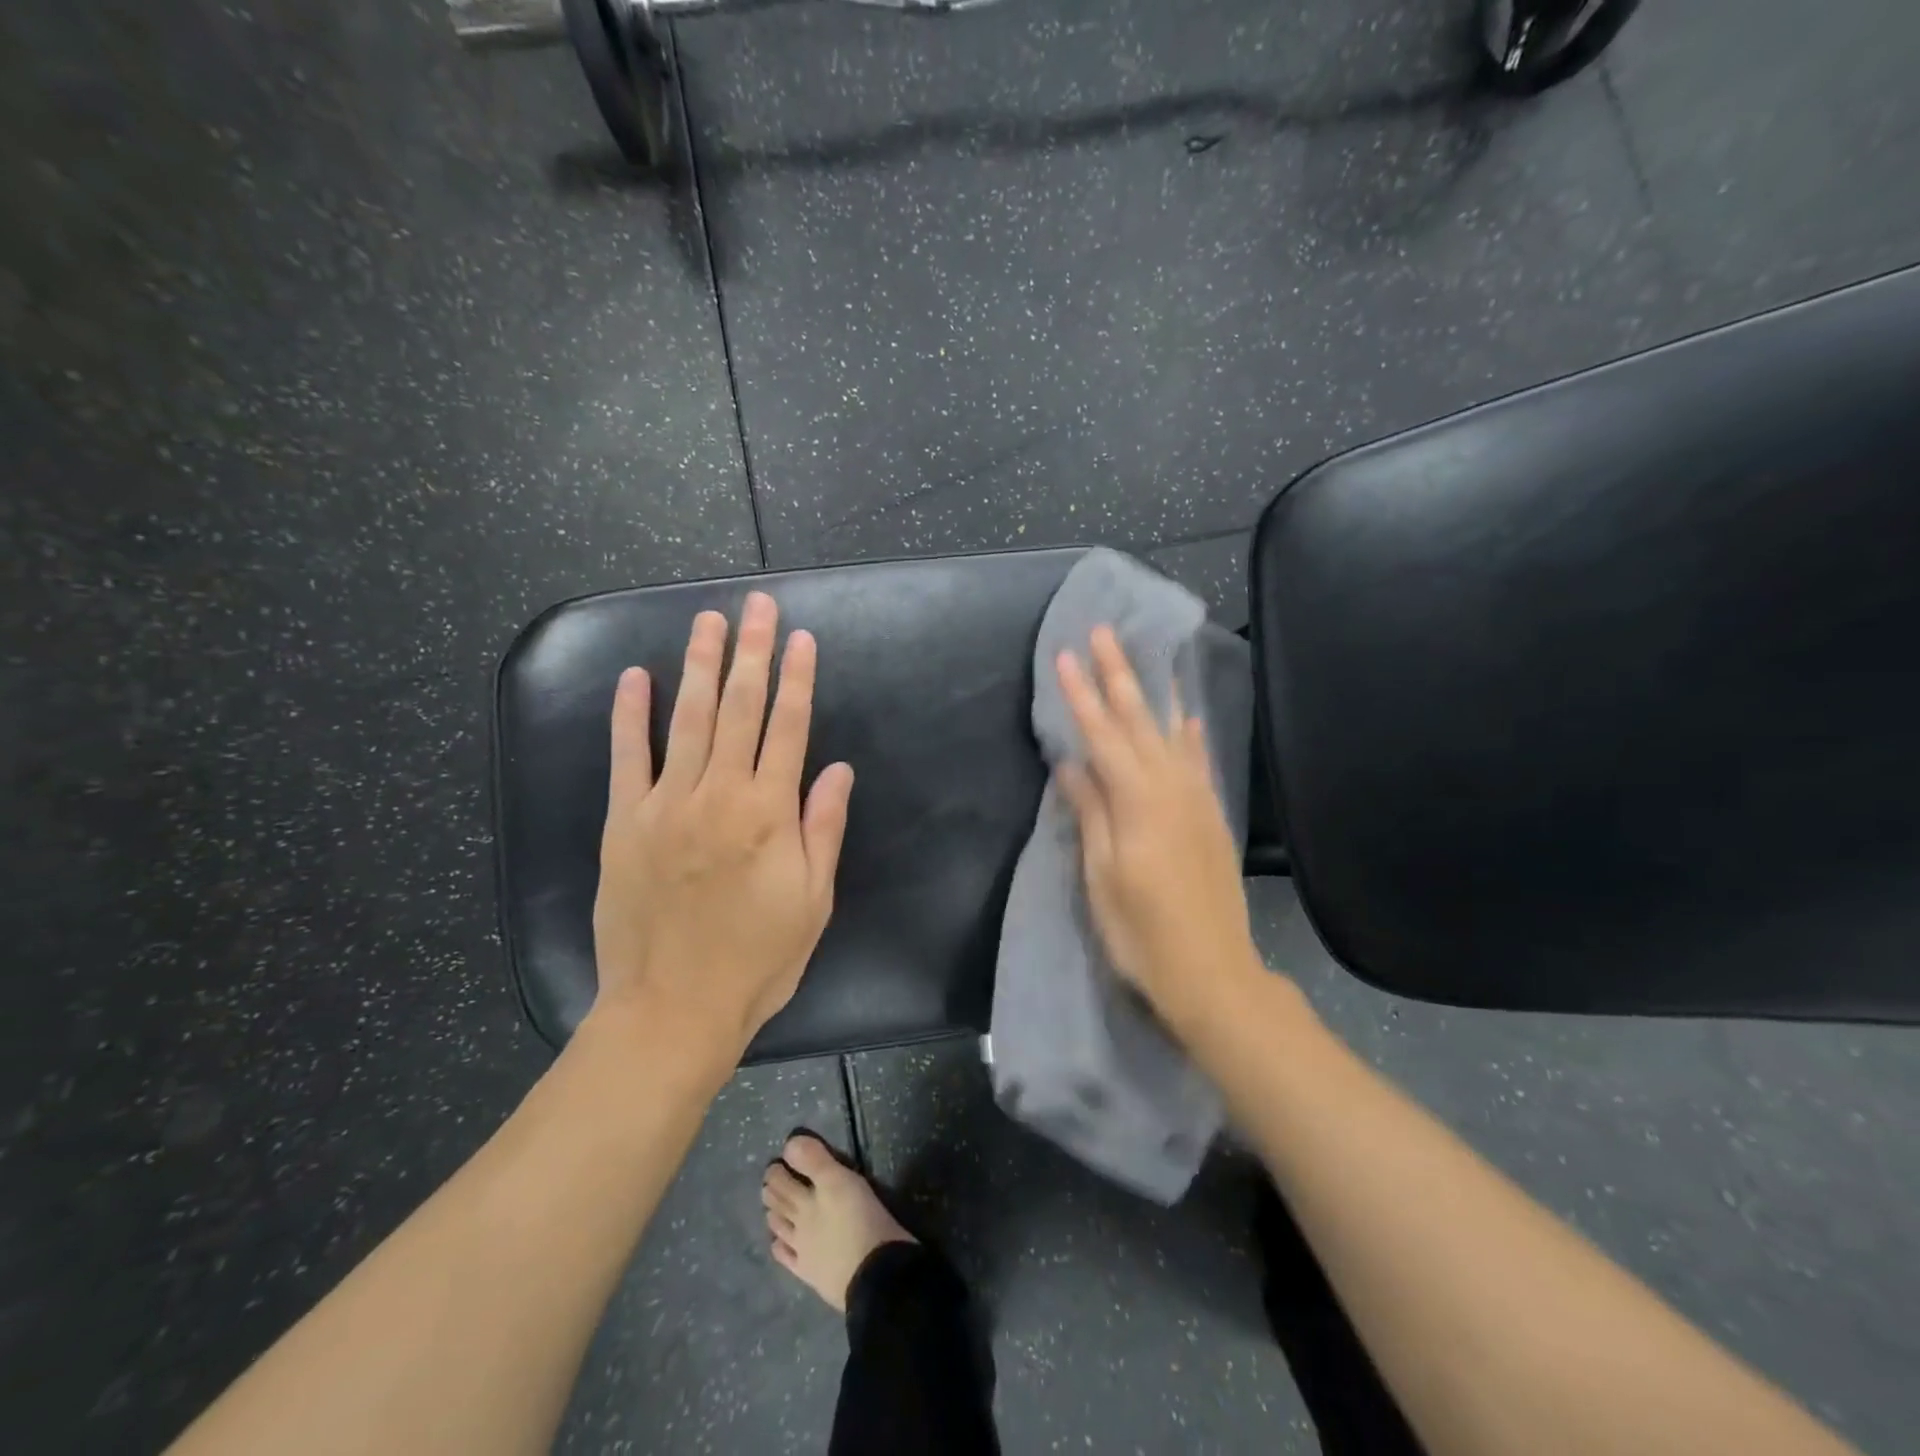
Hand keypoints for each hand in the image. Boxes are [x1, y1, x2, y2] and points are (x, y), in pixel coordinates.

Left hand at [591, 592, 854, 1058]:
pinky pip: (626, 757)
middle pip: (740, 709)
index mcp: (769, 813)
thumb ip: (822, 828)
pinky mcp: (622, 822)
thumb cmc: (757, 959)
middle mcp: (718, 794)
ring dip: (700, 666)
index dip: (797, 678)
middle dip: (751, 652)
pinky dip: (630, 715)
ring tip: (708, 621)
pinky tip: (637, 677)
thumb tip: (837, 769)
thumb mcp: (813, 901)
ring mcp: (665, 804)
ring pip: (688, 719)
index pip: (789, 728)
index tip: (801, 638)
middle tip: (756, 606)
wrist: (673, 1009)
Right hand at [1054, 626, 1264, 1029]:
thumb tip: (1070, 764)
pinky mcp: (1210, 817)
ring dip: (1154, 693)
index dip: (1080, 696)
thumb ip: (1090, 814)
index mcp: (1137, 802)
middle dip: (1118, 675)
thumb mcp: (1102, 877)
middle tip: (1104, 632)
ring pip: (1170, 734)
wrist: (1214, 973)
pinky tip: (1187, 716)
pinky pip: (1198, 763)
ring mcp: (1196, 801)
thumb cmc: (1143, 933)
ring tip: (1147, 656)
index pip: (1101, 736)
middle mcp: (1171, 789)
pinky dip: (1190, 735)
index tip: (1064, 656)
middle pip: (1138, 722)